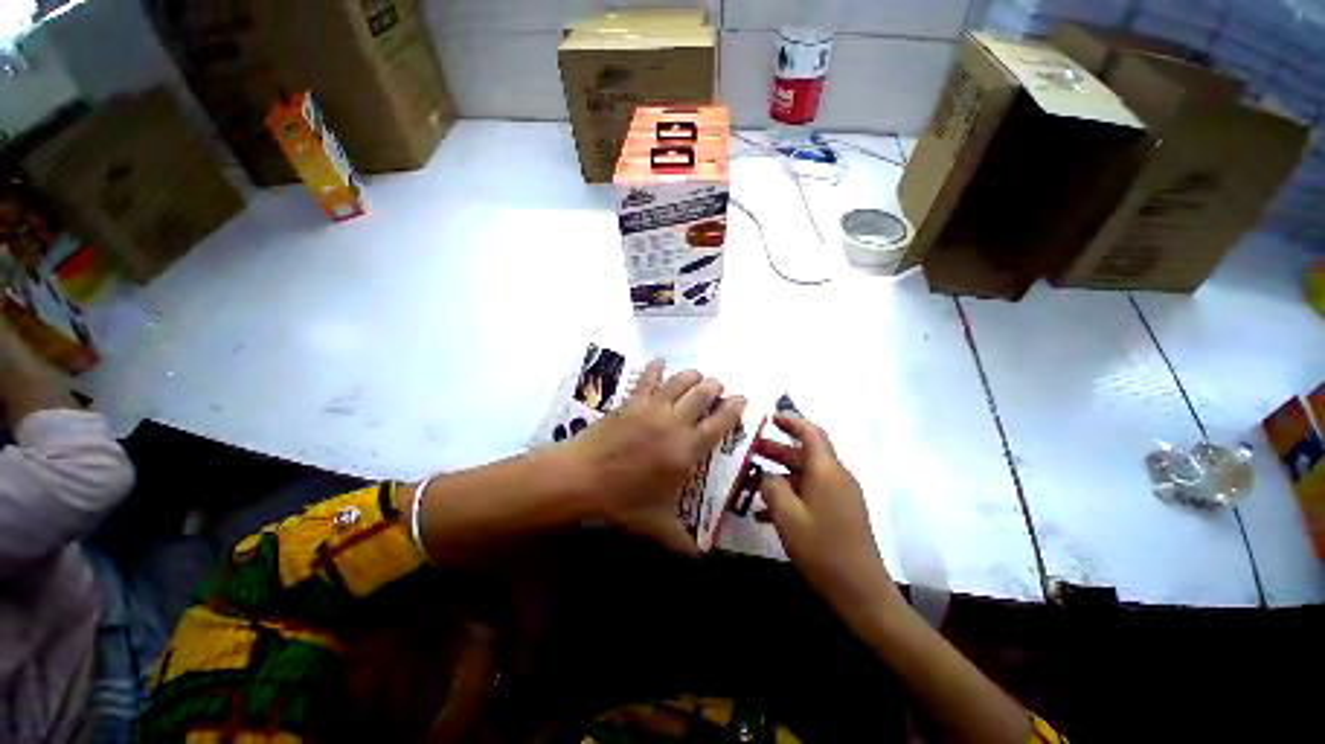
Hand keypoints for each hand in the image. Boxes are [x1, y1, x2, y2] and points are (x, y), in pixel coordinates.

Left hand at [562, 360, 744, 555]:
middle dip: (715, 387)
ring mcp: (652, 407)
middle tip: (718, 386)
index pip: (720, 423)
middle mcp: (675, 422)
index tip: (741, 399)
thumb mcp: (656, 525)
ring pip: (680, 380)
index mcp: (687, 449)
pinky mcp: (631, 401)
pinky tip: (660, 362)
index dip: (734, 408)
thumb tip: (701, 561)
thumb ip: (682, 543)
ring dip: (693, 375)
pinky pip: (648, 377)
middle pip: (703, 394)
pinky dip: (656, 367)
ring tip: (697, 376)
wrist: (582, 478)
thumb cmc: (623, 501)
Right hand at [757, 412, 899, 623]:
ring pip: (806, 475)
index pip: (811, 433)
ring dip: (780, 474)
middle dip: (777, 449)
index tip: (770, 417)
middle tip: (750, 450)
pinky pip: (811, 494)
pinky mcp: (840, 513)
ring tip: (752, 480)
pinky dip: (791, 495)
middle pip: (806, 453)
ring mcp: (840, 496)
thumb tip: (767, 475)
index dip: (791, 421)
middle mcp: (837, 477)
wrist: (861, 594)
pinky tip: (766, 513)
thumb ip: (772, 487)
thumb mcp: (787, 515)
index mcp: (827, 471)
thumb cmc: (822, 549)